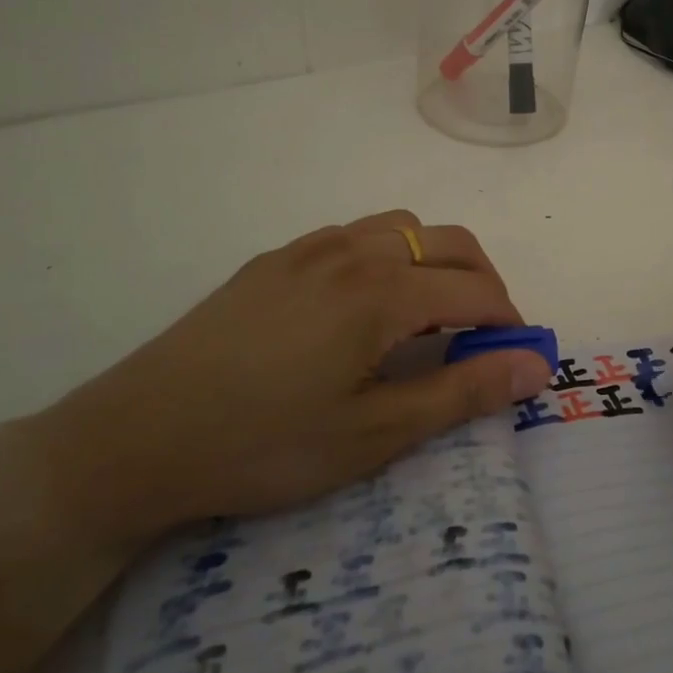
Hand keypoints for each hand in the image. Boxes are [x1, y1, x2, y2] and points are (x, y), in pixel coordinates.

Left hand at [35, 211, 549, 552]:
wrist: (135, 439)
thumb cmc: (265, 444)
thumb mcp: (375, 433)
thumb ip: (464, 392)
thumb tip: (537, 364)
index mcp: (382, 291)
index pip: (476, 291)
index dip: (510, 322)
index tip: (517, 358)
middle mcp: (353, 251)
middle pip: (449, 243)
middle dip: (483, 283)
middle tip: (482, 337)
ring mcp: (308, 249)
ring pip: (401, 229)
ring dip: (434, 262)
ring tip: (426, 316)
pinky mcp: (274, 261)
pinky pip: (353, 236)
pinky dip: (387, 257)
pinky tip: (362, 308)